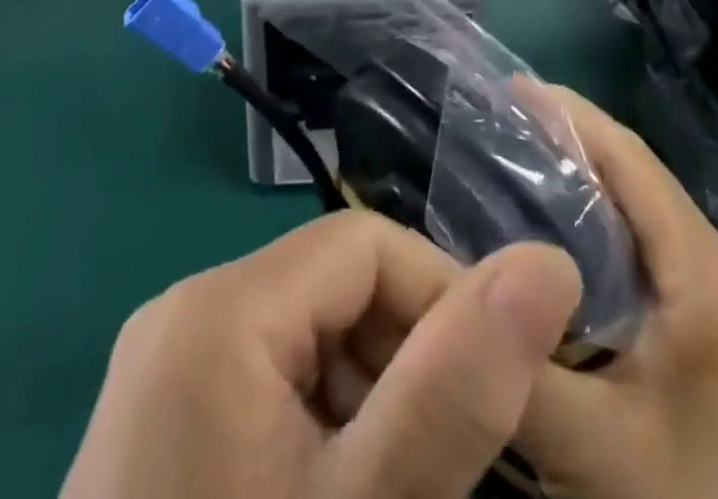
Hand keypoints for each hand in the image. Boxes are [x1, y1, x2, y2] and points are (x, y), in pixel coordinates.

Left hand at [63, 210, 582, 498]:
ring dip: (375, 393)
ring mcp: (168, 368)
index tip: (495, 390)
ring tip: (402, 484)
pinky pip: (274, 378)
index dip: (443, 297)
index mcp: (217, 308)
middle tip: (450, 460)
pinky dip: (327, 422)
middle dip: (410, 356)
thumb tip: (550, 263)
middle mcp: (184, 315)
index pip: (367, 244)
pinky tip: (343, 492)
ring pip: (312, 332)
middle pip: (337, 285)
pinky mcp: (166, 418)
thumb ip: (455, 387)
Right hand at [515, 87, 717, 498]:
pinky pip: (651, 260)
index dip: (566, 113)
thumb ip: (511, 365)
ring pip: (641, 221)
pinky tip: (553, 254)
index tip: (503, 84)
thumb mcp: (592, 448)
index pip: (629, 159)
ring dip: (580, 192)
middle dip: (565, 146)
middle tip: (491, 129)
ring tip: (508, 174)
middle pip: (635, 182)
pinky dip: (599, 240)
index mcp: (707, 271)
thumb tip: (432, 289)